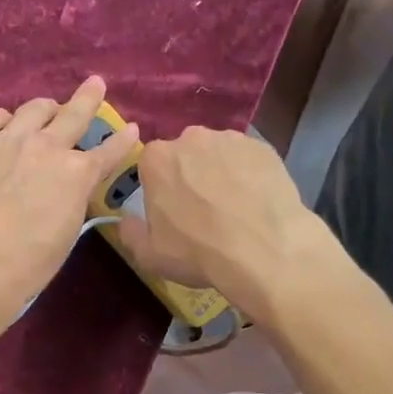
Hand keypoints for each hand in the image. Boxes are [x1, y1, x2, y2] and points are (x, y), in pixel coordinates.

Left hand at [0, 76, 136, 333]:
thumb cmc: (27, 263)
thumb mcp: (67, 233)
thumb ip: (71, 201)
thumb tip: (67, 191)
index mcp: (77, 174)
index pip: (108, 152)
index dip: (122, 141)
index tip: (132, 129)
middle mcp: (47, 147)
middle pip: (73, 114)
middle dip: (88, 98)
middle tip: (95, 84)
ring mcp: (9, 139)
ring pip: (34, 108)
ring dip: (45, 109)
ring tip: (46, 109)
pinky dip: (4, 119)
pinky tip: (3, 125)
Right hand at [117, 126, 332, 318]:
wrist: (265, 250)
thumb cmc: (198, 252)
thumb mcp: (149, 255)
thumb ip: (130, 232)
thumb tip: (127, 219)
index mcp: (157, 159)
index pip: (150, 164)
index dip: (159, 187)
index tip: (170, 209)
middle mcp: (191, 138)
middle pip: (185, 154)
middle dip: (189, 174)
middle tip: (202, 209)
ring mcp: (230, 139)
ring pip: (218, 154)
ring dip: (220, 172)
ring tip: (234, 206)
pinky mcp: (263, 147)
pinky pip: (248, 159)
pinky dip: (248, 175)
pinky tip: (256, 201)